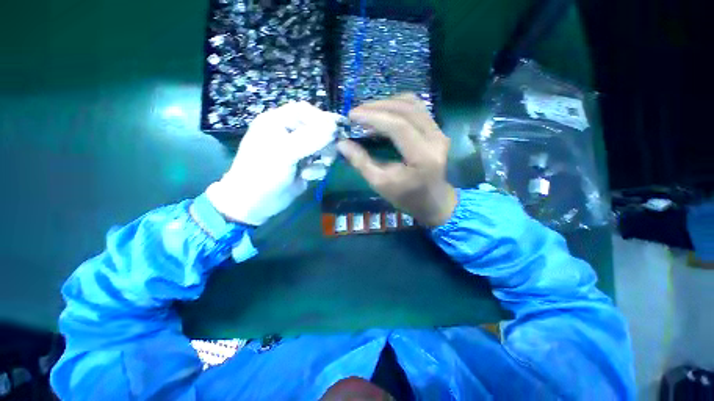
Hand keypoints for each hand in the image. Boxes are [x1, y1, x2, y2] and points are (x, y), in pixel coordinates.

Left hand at [207, 102, 341, 225]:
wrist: (255, 203)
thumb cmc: (263, 173)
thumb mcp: (285, 152)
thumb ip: (310, 138)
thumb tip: (334, 126)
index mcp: (278, 122)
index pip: (305, 111)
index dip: (322, 118)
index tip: (337, 129)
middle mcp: (289, 134)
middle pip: (317, 129)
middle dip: (325, 143)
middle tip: (326, 155)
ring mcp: (298, 151)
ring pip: (322, 148)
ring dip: (323, 158)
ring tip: (316, 167)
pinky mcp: (304, 166)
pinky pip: (320, 163)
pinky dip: (318, 170)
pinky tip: (307, 177)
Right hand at [337, 93, 456, 226]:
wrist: (433, 201)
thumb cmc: (406, 197)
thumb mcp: (380, 183)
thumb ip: (361, 162)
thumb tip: (341, 143)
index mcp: (423, 157)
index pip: (398, 127)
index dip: (373, 117)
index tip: (352, 116)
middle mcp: (436, 139)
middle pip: (406, 109)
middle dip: (378, 107)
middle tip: (356, 112)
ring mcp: (439, 132)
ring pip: (413, 104)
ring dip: (387, 103)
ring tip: (368, 112)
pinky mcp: (437, 130)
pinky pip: (417, 109)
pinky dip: (397, 107)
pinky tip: (383, 114)